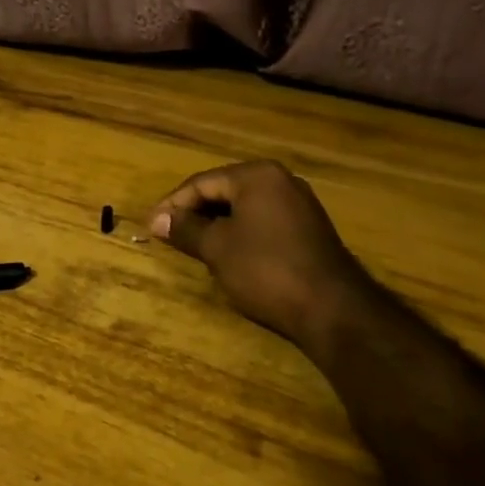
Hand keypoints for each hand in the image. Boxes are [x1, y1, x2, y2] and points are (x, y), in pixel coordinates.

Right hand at [151, 160, 368, 347]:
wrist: (333, 309)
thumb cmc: (266, 269)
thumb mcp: (217, 248)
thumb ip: (186, 229)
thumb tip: (157, 220)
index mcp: (257, 176)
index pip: (202, 183)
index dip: (173, 204)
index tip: (151, 226)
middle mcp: (280, 181)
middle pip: (223, 191)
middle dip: (194, 213)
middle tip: (168, 234)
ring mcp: (299, 204)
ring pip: (243, 207)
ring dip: (215, 224)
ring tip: (192, 244)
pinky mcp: (309, 229)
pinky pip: (262, 221)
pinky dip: (239, 233)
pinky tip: (226, 253)